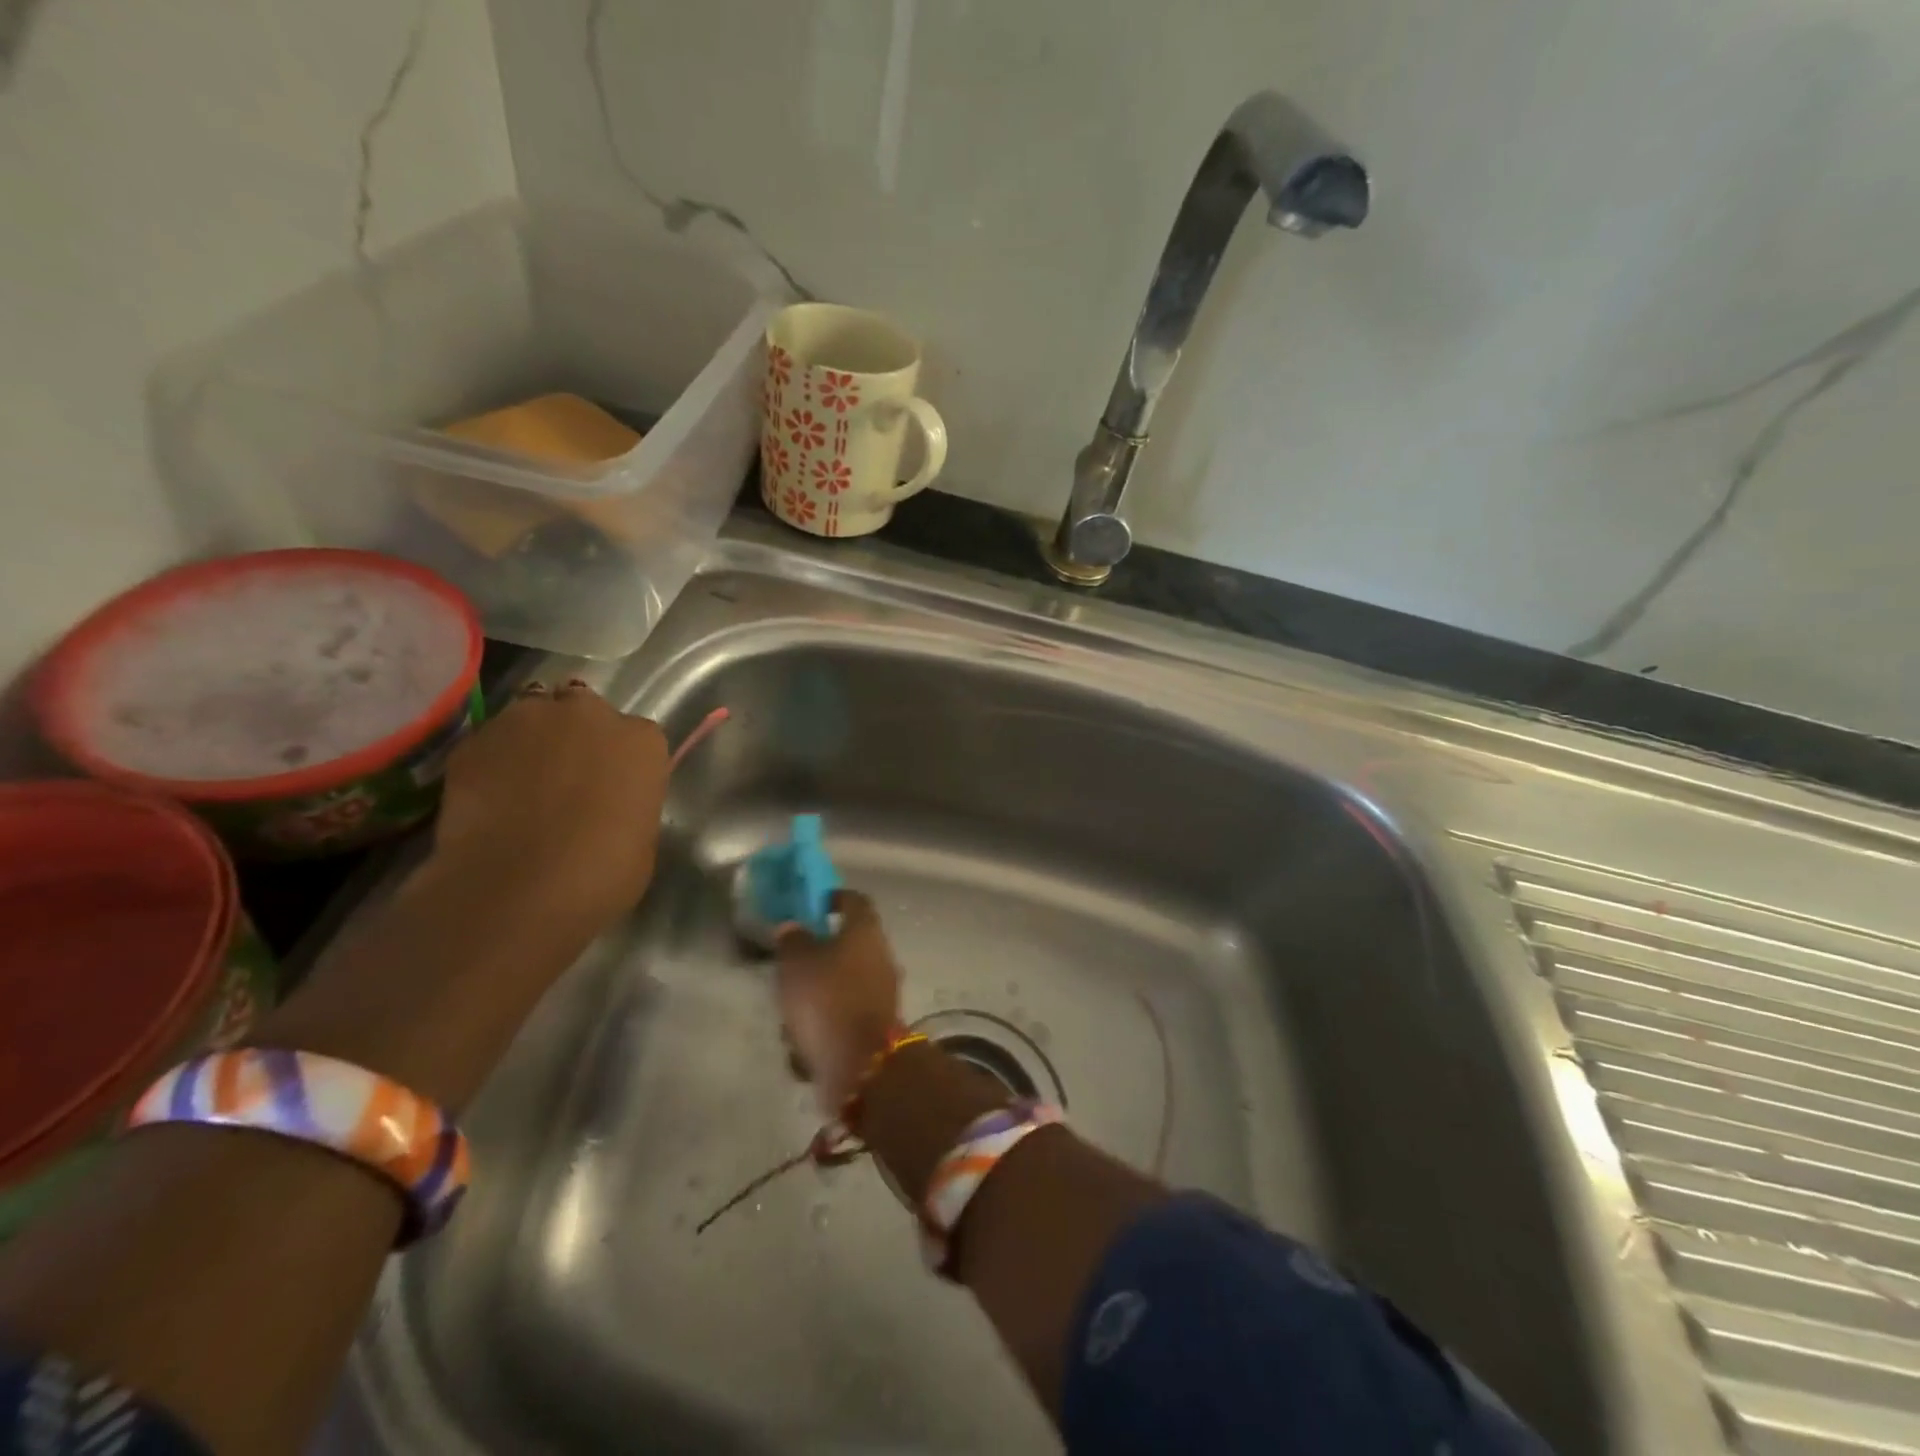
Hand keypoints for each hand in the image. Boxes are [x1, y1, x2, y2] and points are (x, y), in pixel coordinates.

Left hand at [433, 681, 669, 925]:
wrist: (519, 887)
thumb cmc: (604, 872)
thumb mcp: (641, 837)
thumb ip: (626, 803)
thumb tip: (606, 806)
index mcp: (641, 741)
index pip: (636, 735)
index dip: (620, 759)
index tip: (611, 785)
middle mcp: (589, 714)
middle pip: (583, 708)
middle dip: (575, 732)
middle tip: (565, 774)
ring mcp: (528, 720)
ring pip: (532, 714)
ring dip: (532, 738)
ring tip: (521, 780)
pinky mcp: (476, 739)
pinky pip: (489, 742)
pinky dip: (491, 760)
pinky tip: (487, 796)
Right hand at [776, 892, 904, 1115]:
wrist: (862, 1065)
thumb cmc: (827, 999)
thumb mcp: (796, 962)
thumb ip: (792, 940)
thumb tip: (794, 927)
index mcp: (865, 930)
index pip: (854, 900)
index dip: (832, 898)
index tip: (810, 906)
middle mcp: (880, 956)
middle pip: (846, 946)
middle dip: (816, 959)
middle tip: (788, 968)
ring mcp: (881, 993)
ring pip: (840, 986)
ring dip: (815, 1000)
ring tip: (789, 1018)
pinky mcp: (875, 1027)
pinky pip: (842, 1018)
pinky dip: (823, 1029)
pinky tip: (802, 1048)